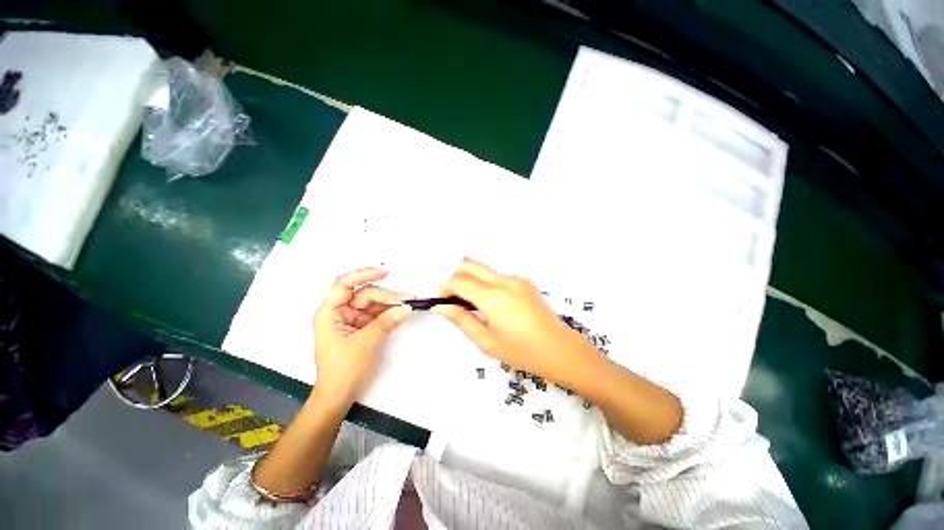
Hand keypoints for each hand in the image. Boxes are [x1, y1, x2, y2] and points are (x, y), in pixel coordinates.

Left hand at [312, 268, 412, 405]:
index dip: (363, 274)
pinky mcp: (362, 327)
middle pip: (364, 294)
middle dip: (385, 295)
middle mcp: (340, 312)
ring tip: (408, 304)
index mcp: (330, 313)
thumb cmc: (344, 369)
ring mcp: (352, 319)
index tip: (385, 272)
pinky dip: (389, 313)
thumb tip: (407, 307)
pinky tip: (401, 312)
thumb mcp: (366, 343)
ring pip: (373, 303)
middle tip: (407, 299)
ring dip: (390, 303)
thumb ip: (386, 322)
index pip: (344, 285)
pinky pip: (377, 314)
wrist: (339, 396)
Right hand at [432, 259, 594, 384]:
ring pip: (484, 270)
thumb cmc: (521, 351)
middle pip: (470, 264)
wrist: (560, 350)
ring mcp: (517, 278)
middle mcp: (504, 280)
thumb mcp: (487, 341)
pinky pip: (498, 277)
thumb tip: (441, 307)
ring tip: (477, 307)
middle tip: (455, 300)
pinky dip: (488, 285)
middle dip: (456, 278)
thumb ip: (462, 320)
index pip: (459, 281)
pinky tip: (496, 306)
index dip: (444, 288)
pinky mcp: (525, 281)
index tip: (441, 301)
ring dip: (473, 282)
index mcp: (493, 297)